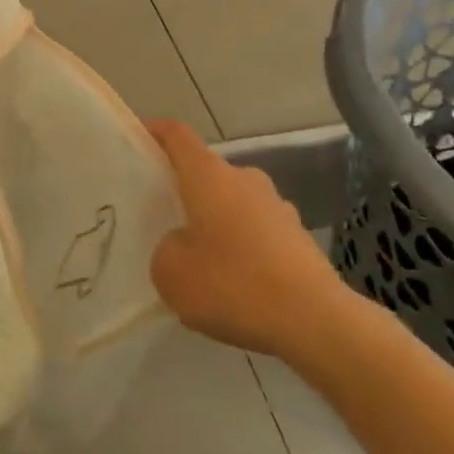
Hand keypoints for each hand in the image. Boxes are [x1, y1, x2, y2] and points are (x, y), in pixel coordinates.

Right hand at [149, 119, 358, 361]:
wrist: (315, 321)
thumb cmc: (232, 283)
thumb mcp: (171, 273)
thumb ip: (165, 250)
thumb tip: (181, 247)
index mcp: (208, 175)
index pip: (176, 135)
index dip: (155, 132)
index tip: (138, 140)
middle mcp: (244, 179)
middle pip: (207, 173)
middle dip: (186, 192)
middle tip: (164, 220)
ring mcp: (277, 206)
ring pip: (235, 205)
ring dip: (218, 223)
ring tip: (202, 262)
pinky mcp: (299, 238)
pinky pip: (259, 233)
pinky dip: (244, 249)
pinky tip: (238, 286)